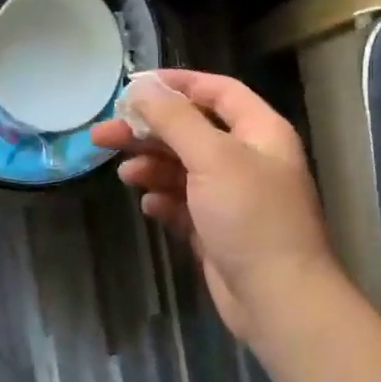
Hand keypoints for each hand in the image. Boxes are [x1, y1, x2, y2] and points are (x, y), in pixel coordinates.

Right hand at [90, 70, 337, 348]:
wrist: (276, 298)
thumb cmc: (250, 217)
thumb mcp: (212, 158)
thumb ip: (175, 119)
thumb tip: (142, 88)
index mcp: (259, 132)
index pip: (218, 91)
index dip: (178, 83)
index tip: (135, 85)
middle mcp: (247, 159)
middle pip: (191, 131)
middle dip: (149, 131)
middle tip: (104, 134)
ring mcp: (231, 196)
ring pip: (182, 169)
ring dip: (152, 167)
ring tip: (125, 175)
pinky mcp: (216, 229)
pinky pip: (183, 204)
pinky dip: (164, 200)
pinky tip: (149, 205)